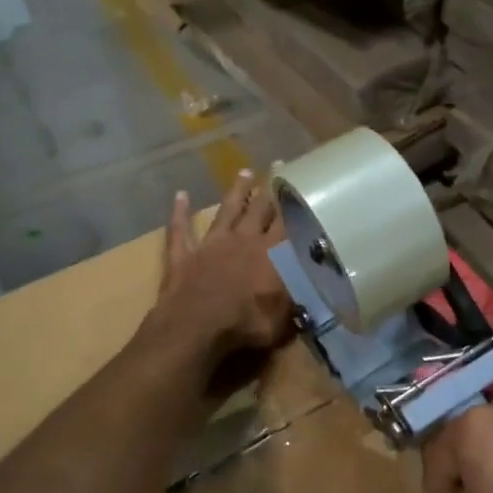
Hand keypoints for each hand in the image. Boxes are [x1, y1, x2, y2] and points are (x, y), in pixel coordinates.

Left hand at [152, 170, 293, 363]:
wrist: (196, 326)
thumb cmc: (245, 325)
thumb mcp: (283, 321)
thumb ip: (297, 304)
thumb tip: (313, 295)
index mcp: (271, 255)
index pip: (286, 222)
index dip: (294, 202)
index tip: (300, 183)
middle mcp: (243, 241)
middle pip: (258, 209)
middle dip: (268, 189)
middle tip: (276, 166)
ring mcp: (211, 245)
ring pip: (226, 211)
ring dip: (235, 193)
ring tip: (244, 174)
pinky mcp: (183, 255)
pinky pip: (180, 229)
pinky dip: (179, 212)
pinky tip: (180, 195)